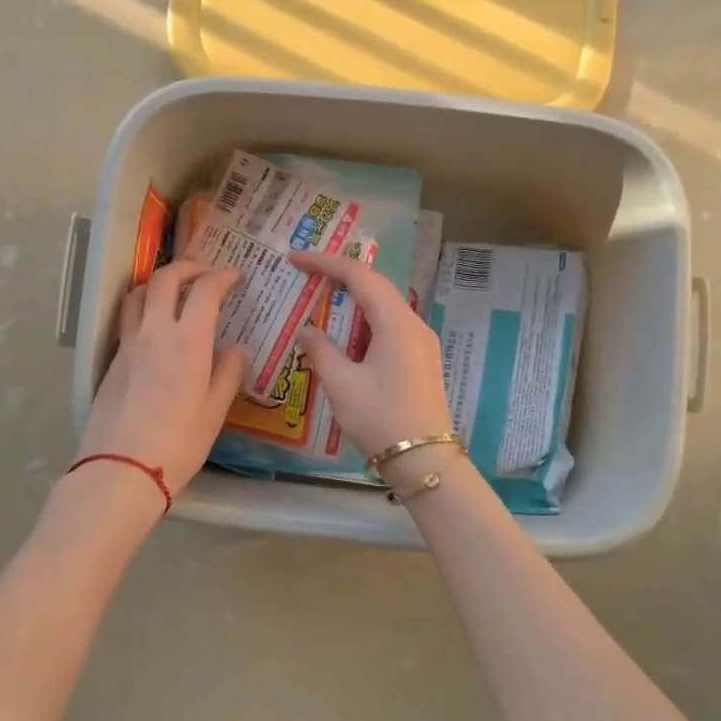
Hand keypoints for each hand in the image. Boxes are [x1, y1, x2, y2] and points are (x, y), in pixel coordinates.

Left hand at [78, 260, 246, 497]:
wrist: (121, 469)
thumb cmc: (178, 444)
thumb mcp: (214, 412)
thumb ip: (227, 374)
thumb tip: (236, 349)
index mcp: (188, 341)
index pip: (205, 290)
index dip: (222, 276)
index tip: (235, 276)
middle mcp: (155, 332)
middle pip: (165, 279)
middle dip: (188, 267)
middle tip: (205, 272)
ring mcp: (128, 344)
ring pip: (137, 293)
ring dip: (158, 281)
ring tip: (174, 289)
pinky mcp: (112, 360)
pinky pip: (126, 318)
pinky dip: (142, 306)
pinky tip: (153, 325)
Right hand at [289, 250, 453, 459]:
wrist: (426, 462)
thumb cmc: (381, 419)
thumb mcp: (341, 384)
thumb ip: (320, 350)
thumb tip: (306, 331)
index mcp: (396, 323)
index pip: (359, 276)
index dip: (326, 263)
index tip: (295, 259)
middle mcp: (413, 324)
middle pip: (375, 286)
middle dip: (339, 276)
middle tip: (305, 275)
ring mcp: (420, 342)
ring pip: (383, 307)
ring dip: (351, 301)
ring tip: (319, 301)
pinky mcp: (420, 359)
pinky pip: (389, 327)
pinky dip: (363, 322)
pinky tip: (343, 336)